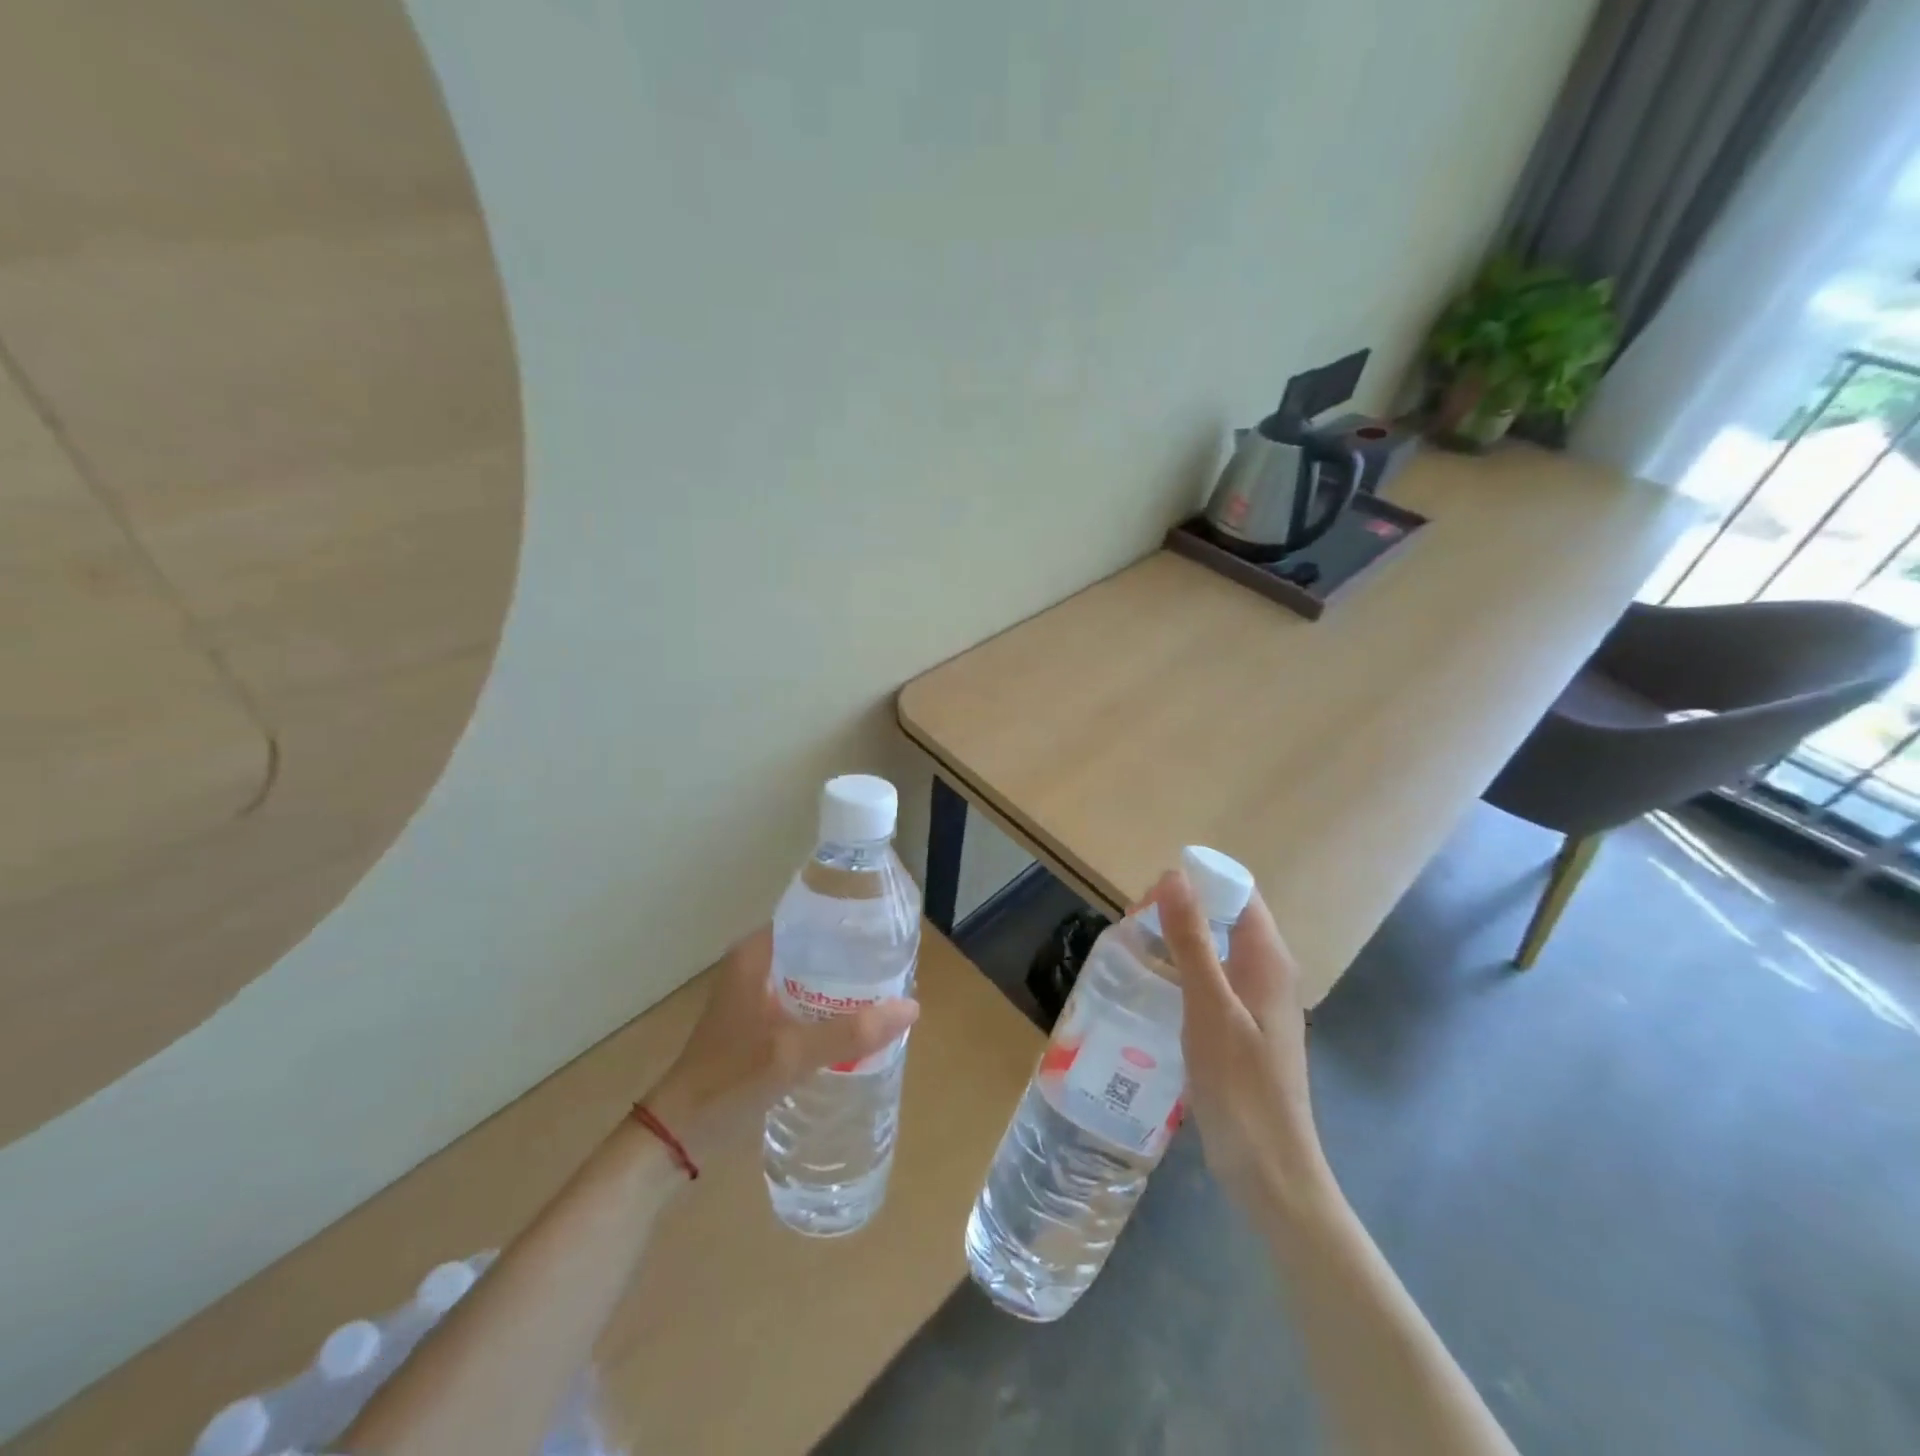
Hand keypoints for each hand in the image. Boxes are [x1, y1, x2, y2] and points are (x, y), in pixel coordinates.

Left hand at [642, 926, 918, 1162]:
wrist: (681, 1131)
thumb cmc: (730, 1079)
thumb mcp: (793, 1053)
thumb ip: (850, 1032)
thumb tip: (910, 1007)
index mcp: (756, 953)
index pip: (811, 918)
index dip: (848, 922)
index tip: (886, 932)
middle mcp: (755, 964)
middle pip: (815, 947)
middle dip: (852, 957)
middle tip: (894, 966)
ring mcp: (755, 993)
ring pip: (810, 975)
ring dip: (841, 984)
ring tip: (883, 991)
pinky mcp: (758, 1020)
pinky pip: (803, 999)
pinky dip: (827, 1006)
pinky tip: (855, 1022)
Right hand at [1148, 870, 1330, 1210]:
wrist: (1269, 1169)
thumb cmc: (1241, 1084)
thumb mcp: (1210, 1006)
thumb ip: (1191, 940)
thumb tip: (1172, 875)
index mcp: (1267, 958)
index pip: (1237, 892)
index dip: (1195, 883)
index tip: (1148, 896)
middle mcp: (1266, 972)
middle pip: (1224, 917)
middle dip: (1179, 909)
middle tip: (1130, 924)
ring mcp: (1254, 1002)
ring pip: (1214, 949)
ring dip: (1176, 939)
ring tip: (1131, 948)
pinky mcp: (1240, 1028)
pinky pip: (1209, 980)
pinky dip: (1181, 971)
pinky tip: (1151, 987)